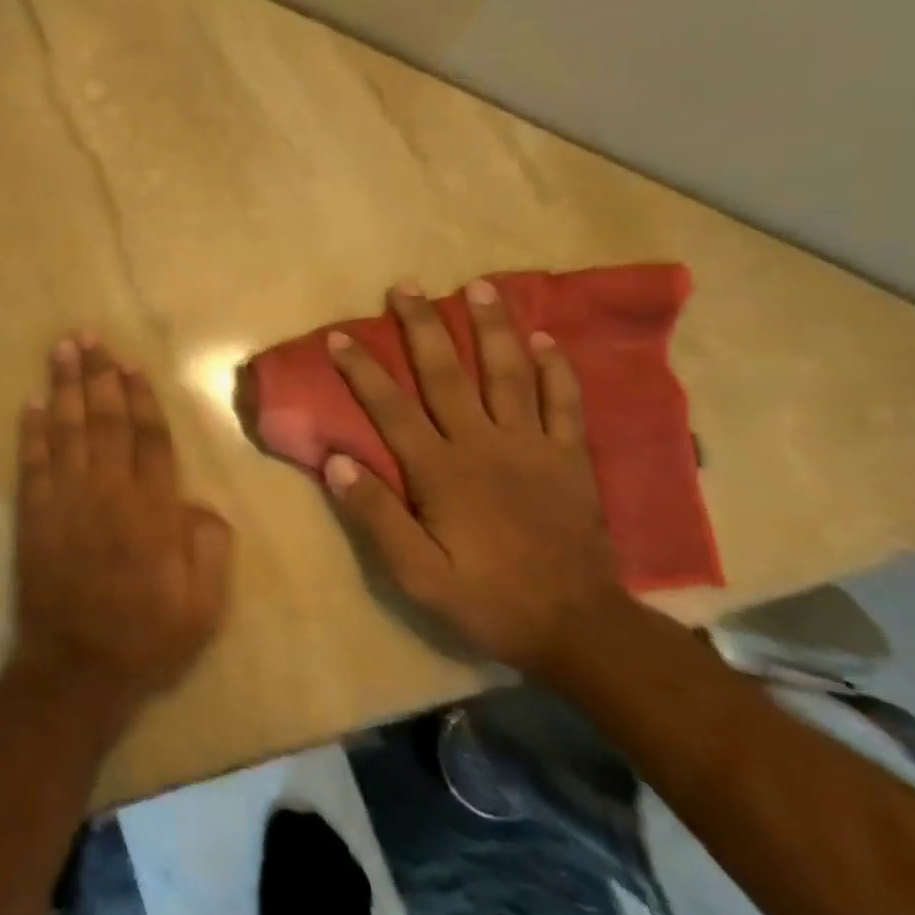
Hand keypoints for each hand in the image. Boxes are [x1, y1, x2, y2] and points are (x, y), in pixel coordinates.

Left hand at [11, 337, 232, 719]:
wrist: (78, 668)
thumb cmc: (147, 637)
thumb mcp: (205, 605)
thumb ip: (210, 546)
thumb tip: (198, 502)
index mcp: (153, 509)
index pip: (149, 438)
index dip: (140, 398)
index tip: (130, 364)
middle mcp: (109, 492)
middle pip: (105, 420)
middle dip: (98, 375)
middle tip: (89, 336)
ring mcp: (67, 500)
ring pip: (67, 430)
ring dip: (65, 387)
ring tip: (62, 349)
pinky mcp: (34, 515)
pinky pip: (32, 463)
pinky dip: (31, 432)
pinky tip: (32, 403)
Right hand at [321, 280, 631, 673]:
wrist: (578, 627)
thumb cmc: (486, 598)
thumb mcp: (416, 572)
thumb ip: (375, 515)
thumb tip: (336, 460)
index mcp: (441, 470)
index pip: (391, 408)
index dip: (362, 370)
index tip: (340, 336)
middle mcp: (484, 444)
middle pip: (447, 374)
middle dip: (423, 327)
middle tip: (406, 286)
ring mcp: (533, 446)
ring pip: (509, 374)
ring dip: (492, 328)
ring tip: (480, 287)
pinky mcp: (570, 458)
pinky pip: (565, 403)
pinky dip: (557, 369)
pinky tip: (546, 339)